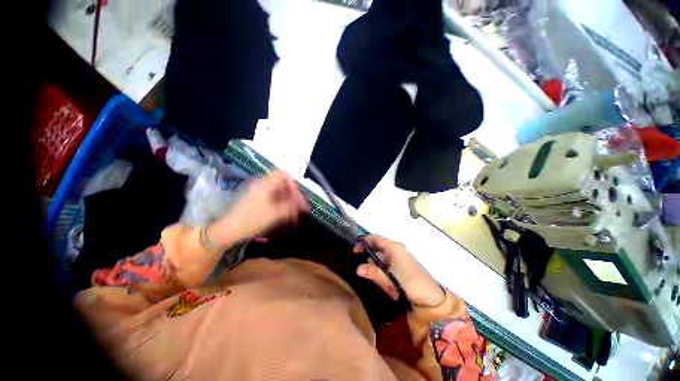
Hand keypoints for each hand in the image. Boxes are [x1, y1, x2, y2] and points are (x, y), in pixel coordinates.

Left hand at [209, 171, 308, 244]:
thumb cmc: (253, 219)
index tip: (298, 197)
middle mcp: (262, 185)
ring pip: (279, 193)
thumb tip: (304, 205)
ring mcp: (258, 193)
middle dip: (293, 195)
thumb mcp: (276, 213)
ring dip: (288, 201)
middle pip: (283, 184)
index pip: (284, 174)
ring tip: (294, 214)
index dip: (294, 184)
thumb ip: (292, 207)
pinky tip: (285, 216)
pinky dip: (281, 205)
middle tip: (299, 208)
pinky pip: (273, 199)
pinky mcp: (256, 201)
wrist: (229, 230)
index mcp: (266, 183)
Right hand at [354, 235, 445, 307]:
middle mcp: (396, 250)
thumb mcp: (390, 278)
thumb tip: (358, 269)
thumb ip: (374, 272)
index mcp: (394, 247)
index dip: (363, 242)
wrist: (432, 298)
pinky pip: (387, 267)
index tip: (355, 251)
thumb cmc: (411, 283)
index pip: (375, 238)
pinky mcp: (401, 267)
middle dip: (371, 261)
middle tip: (368, 273)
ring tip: (384, 284)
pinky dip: (385, 275)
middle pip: (377, 250)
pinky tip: (389, 286)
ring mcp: (399, 258)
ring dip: (379, 271)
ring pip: (381, 260)